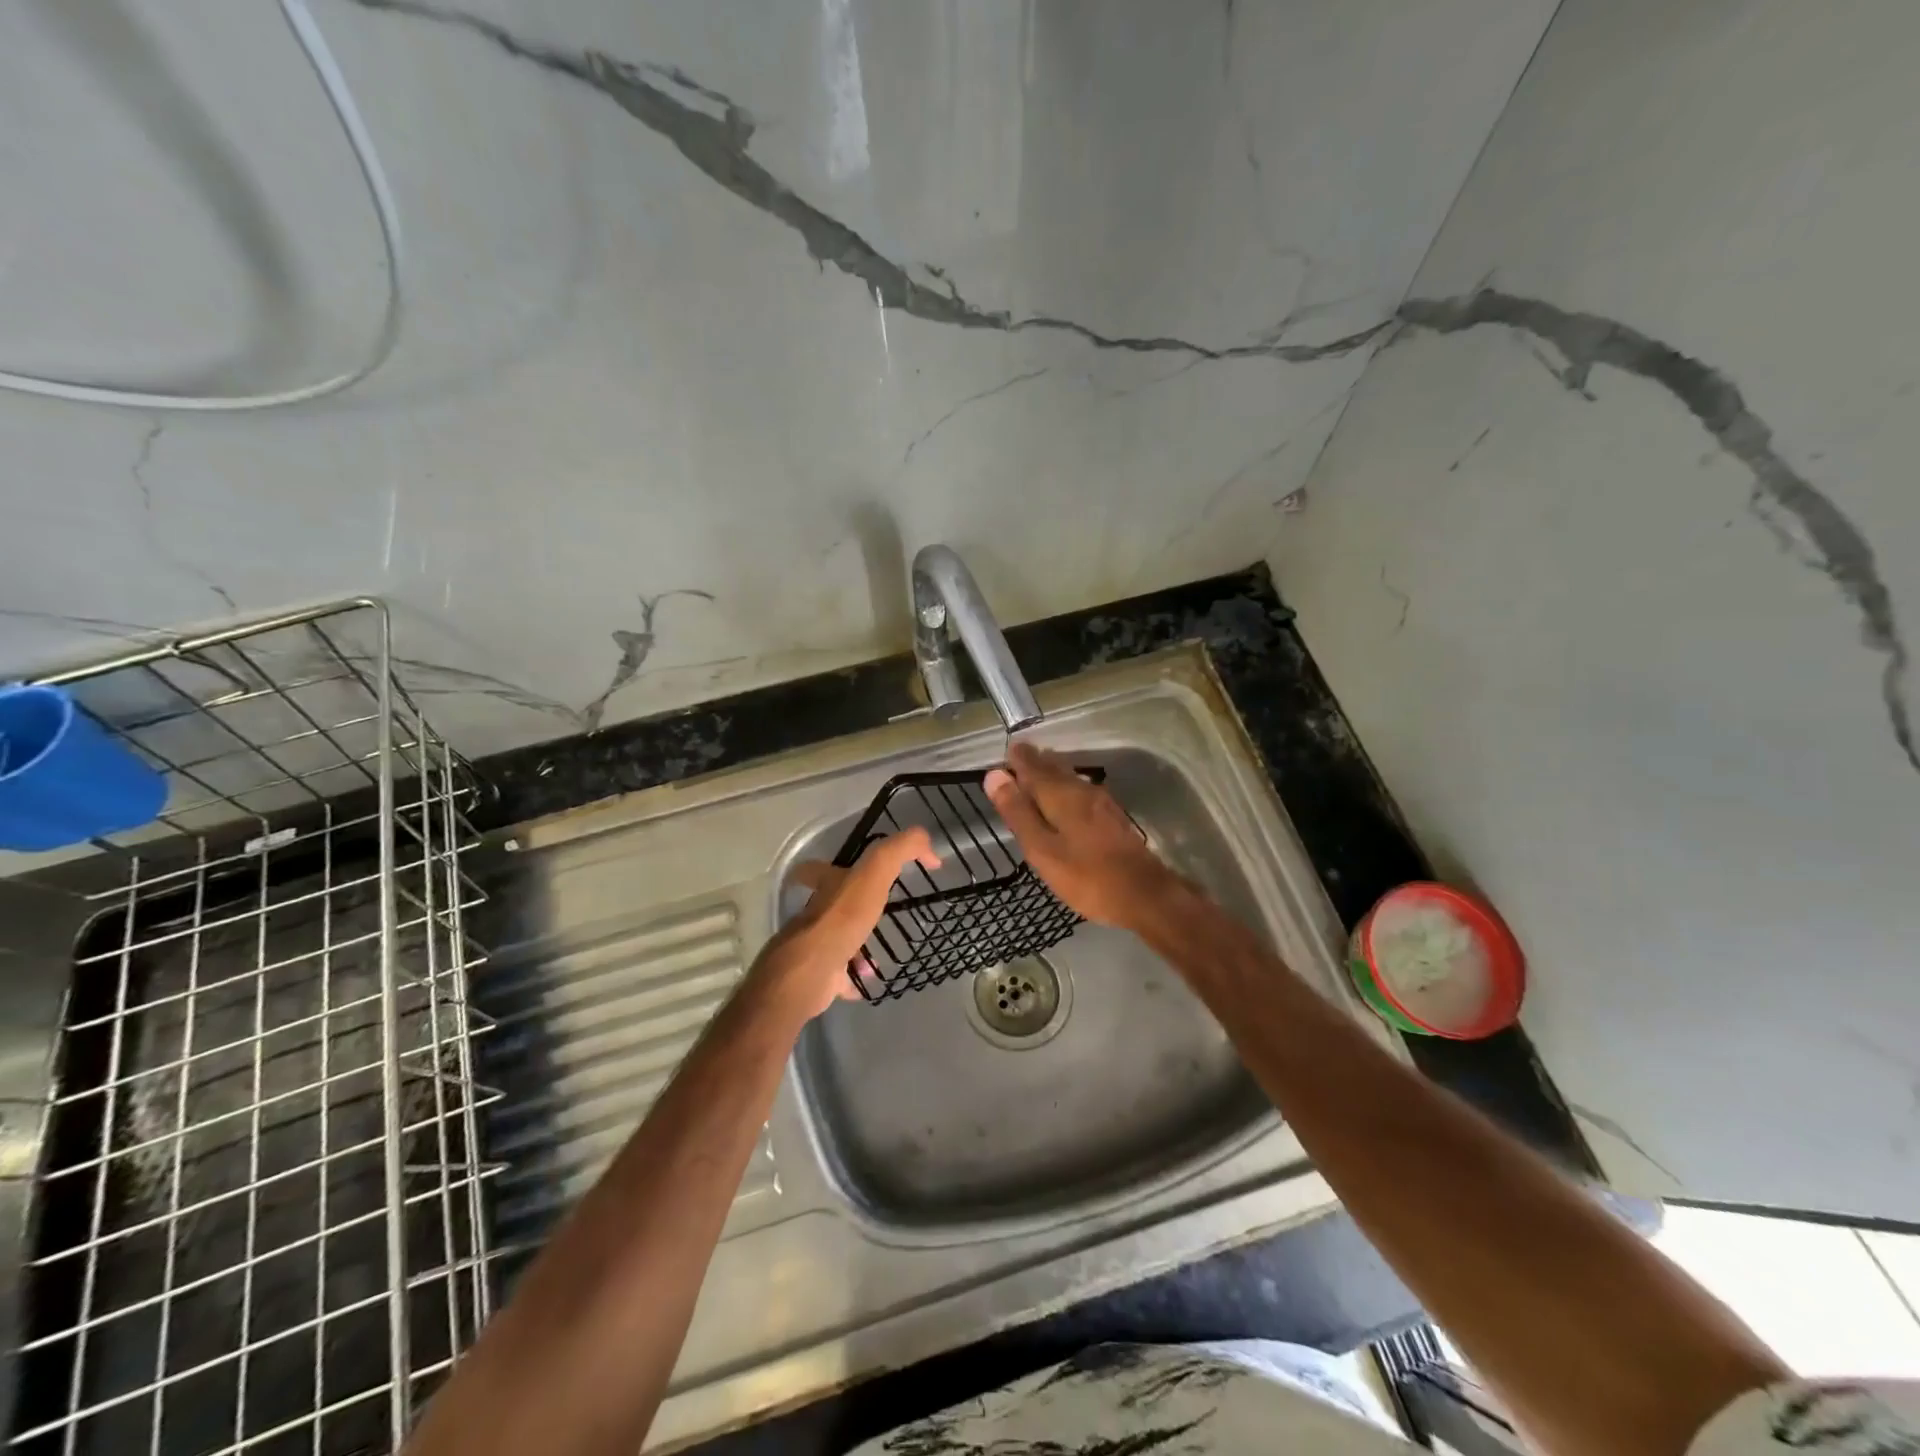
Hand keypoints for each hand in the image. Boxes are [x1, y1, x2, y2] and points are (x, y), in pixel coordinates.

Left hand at [754, 829, 939, 1020]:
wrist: (813, 969)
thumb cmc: (843, 917)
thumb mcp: (876, 870)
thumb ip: (901, 849)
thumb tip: (929, 845)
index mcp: (825, 886)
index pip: (818, 868)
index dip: (828, 866)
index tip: (849, 870)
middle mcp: (815, 914)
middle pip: (829, 906)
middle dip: (851, 910)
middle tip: (876, 916)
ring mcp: (815, 946)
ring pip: (836, 941)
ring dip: (857, 946)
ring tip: (881, 953)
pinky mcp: (818, 975)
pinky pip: (839, 975)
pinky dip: (853, 977)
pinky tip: (870, 979)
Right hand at [984, 742, 1177, 930]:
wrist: (1144, 894)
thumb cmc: (1086, 875)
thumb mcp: (1041, 849)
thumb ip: (1018, 812)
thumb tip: (994, 775)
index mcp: (1060, 794)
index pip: (1032, 765)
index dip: (1016, 759)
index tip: (1004, 753)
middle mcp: (1081, 789)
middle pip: (1053, 767)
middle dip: (1034, 762)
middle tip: (1016, 760)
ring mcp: (1101, 802)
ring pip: (1069, 778)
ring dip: (1051, 773)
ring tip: (1034, 776)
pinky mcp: (1112, 817)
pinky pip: (1081, 791)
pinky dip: (1065, 788)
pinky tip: (1064, 800)